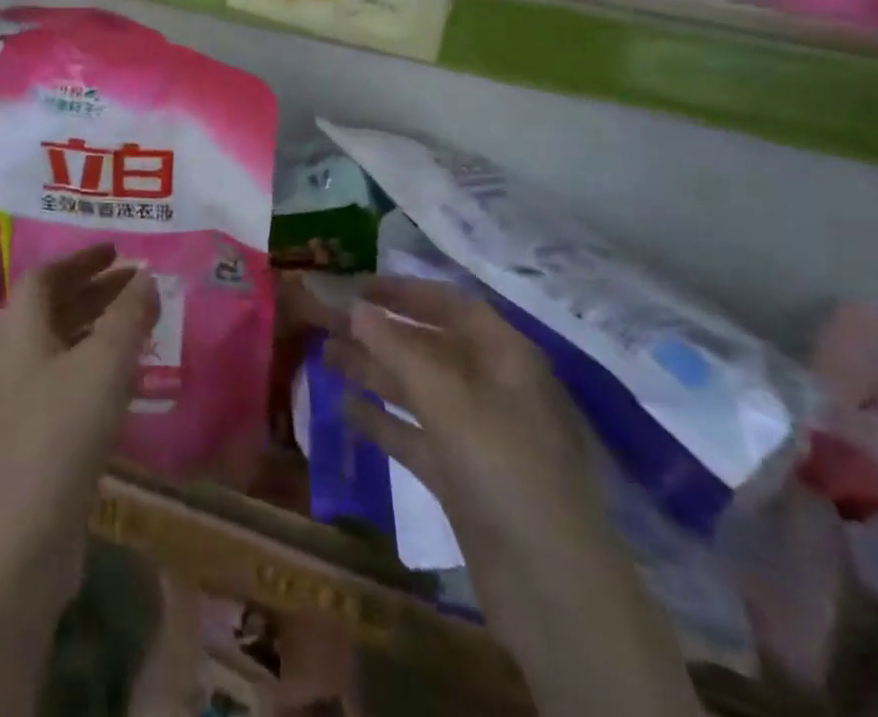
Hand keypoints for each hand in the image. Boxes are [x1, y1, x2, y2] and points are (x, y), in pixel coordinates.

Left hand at [0, 247, 157, 600]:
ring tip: (137, 324)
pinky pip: (61, 377)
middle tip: (136, 284)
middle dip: (94, 289)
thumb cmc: (61, 430)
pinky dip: (90, 363)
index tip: (118, 251)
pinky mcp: (26, 434)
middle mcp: (9, 352)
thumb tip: (146, 276)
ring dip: (94, 326)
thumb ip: (129, 314)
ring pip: (57, 343)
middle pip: (51, 306)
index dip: (82, 258)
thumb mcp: (106, 362)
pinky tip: (121, 379)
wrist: (17, 539)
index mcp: (17, 323)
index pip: (46, 274)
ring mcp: (14, 396)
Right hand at [302, 276, 603, 562]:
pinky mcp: (462, 477)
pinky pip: (416, 435)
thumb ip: (398, 349)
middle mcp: (493, 387)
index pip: (452, 306)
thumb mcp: (449, 400)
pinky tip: (344, 409)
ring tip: (325, 357)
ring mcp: (478, 435)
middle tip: (330, 323)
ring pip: (419, 390)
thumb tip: (355, 307)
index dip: (406, 293)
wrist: (552, 591)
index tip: (359, 287)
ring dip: (375, 372)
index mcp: (506, 357)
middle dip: (382, 333)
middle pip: (431, 346)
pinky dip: (383, 421)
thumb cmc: (505, 470)